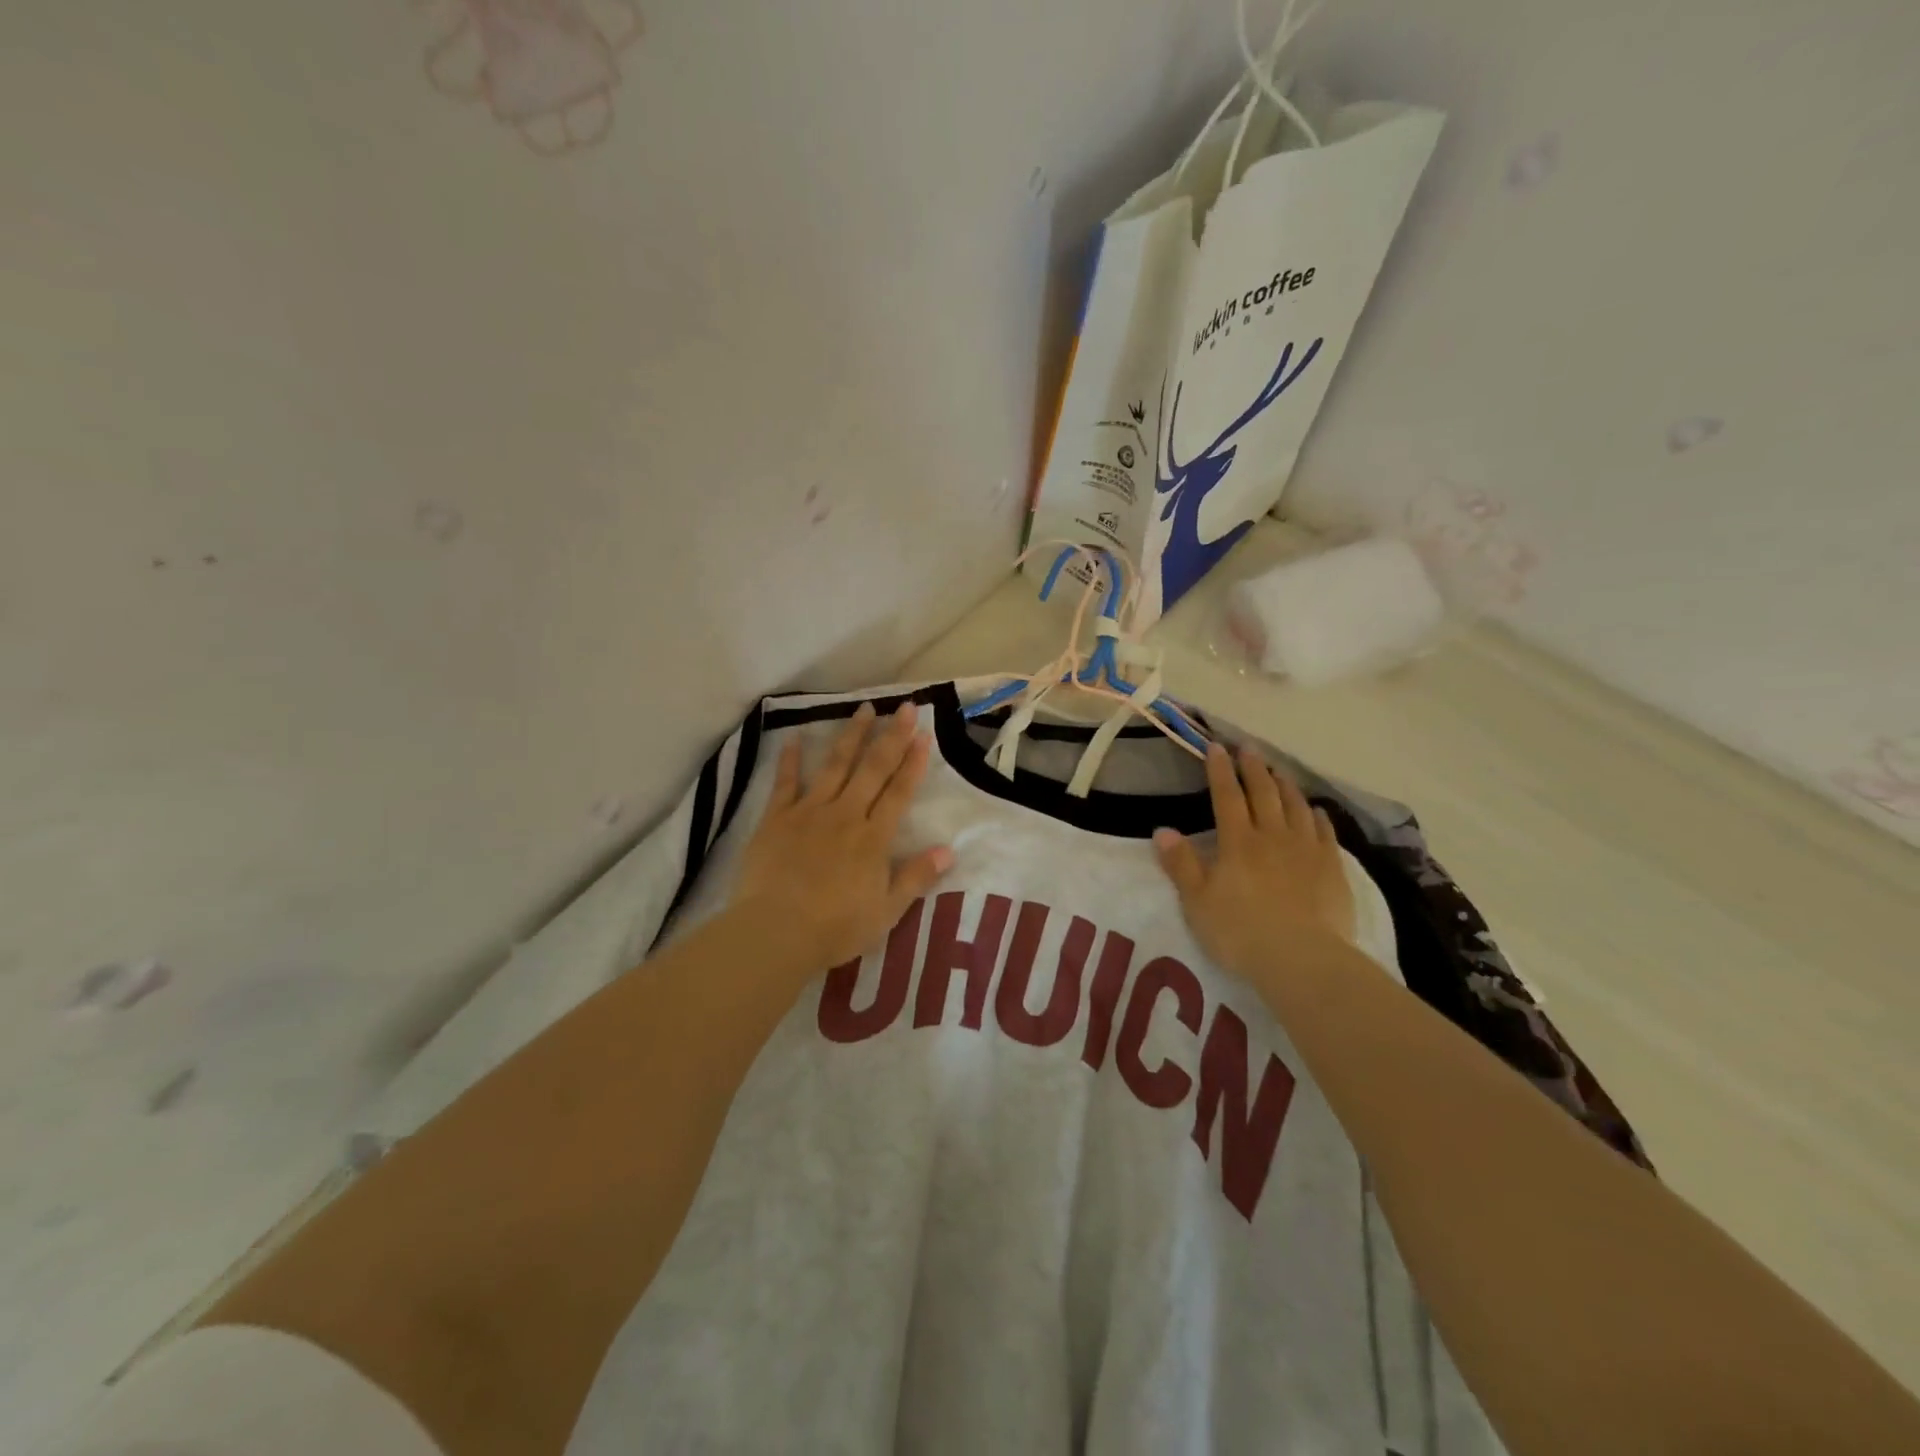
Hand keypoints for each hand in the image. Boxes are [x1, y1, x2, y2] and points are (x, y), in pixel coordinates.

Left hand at [731, 701, 953, 969]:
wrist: (775, 931)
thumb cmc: (835, 928)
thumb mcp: (886, 912)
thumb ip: (916, 877)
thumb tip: (948, 850)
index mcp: (873, 838)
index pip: (899, 793)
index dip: (913, 763)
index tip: (923, 735)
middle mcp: (845, 815)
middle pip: (872, 769)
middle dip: (891, 736)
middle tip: (904, 707)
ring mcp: (809, 812)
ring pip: (835, 766)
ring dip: (851, 736)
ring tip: (863, 708)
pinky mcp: (776, 819)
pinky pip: (786, 783)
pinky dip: (790, 760)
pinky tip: (794, 738)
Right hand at [1153, 743, 1356, 985]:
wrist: (1302, 958)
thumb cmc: (1240, 931)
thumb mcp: (1197, 901)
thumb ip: (1181, 864)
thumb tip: (1163, 830)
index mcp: (1237, 842)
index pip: (1226, 796)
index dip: (1220, 771)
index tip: (1216, 747)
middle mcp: (1272, 836)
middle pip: (1263, 794)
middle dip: (1254, 768)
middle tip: (1249, 748)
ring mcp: (1306, 850)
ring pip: (1295, 807)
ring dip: (1285, 785)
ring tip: (1279, 771)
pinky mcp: (1332, 868)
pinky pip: (1324, 832)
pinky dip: (1317, 816)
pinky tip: (1315, 811)